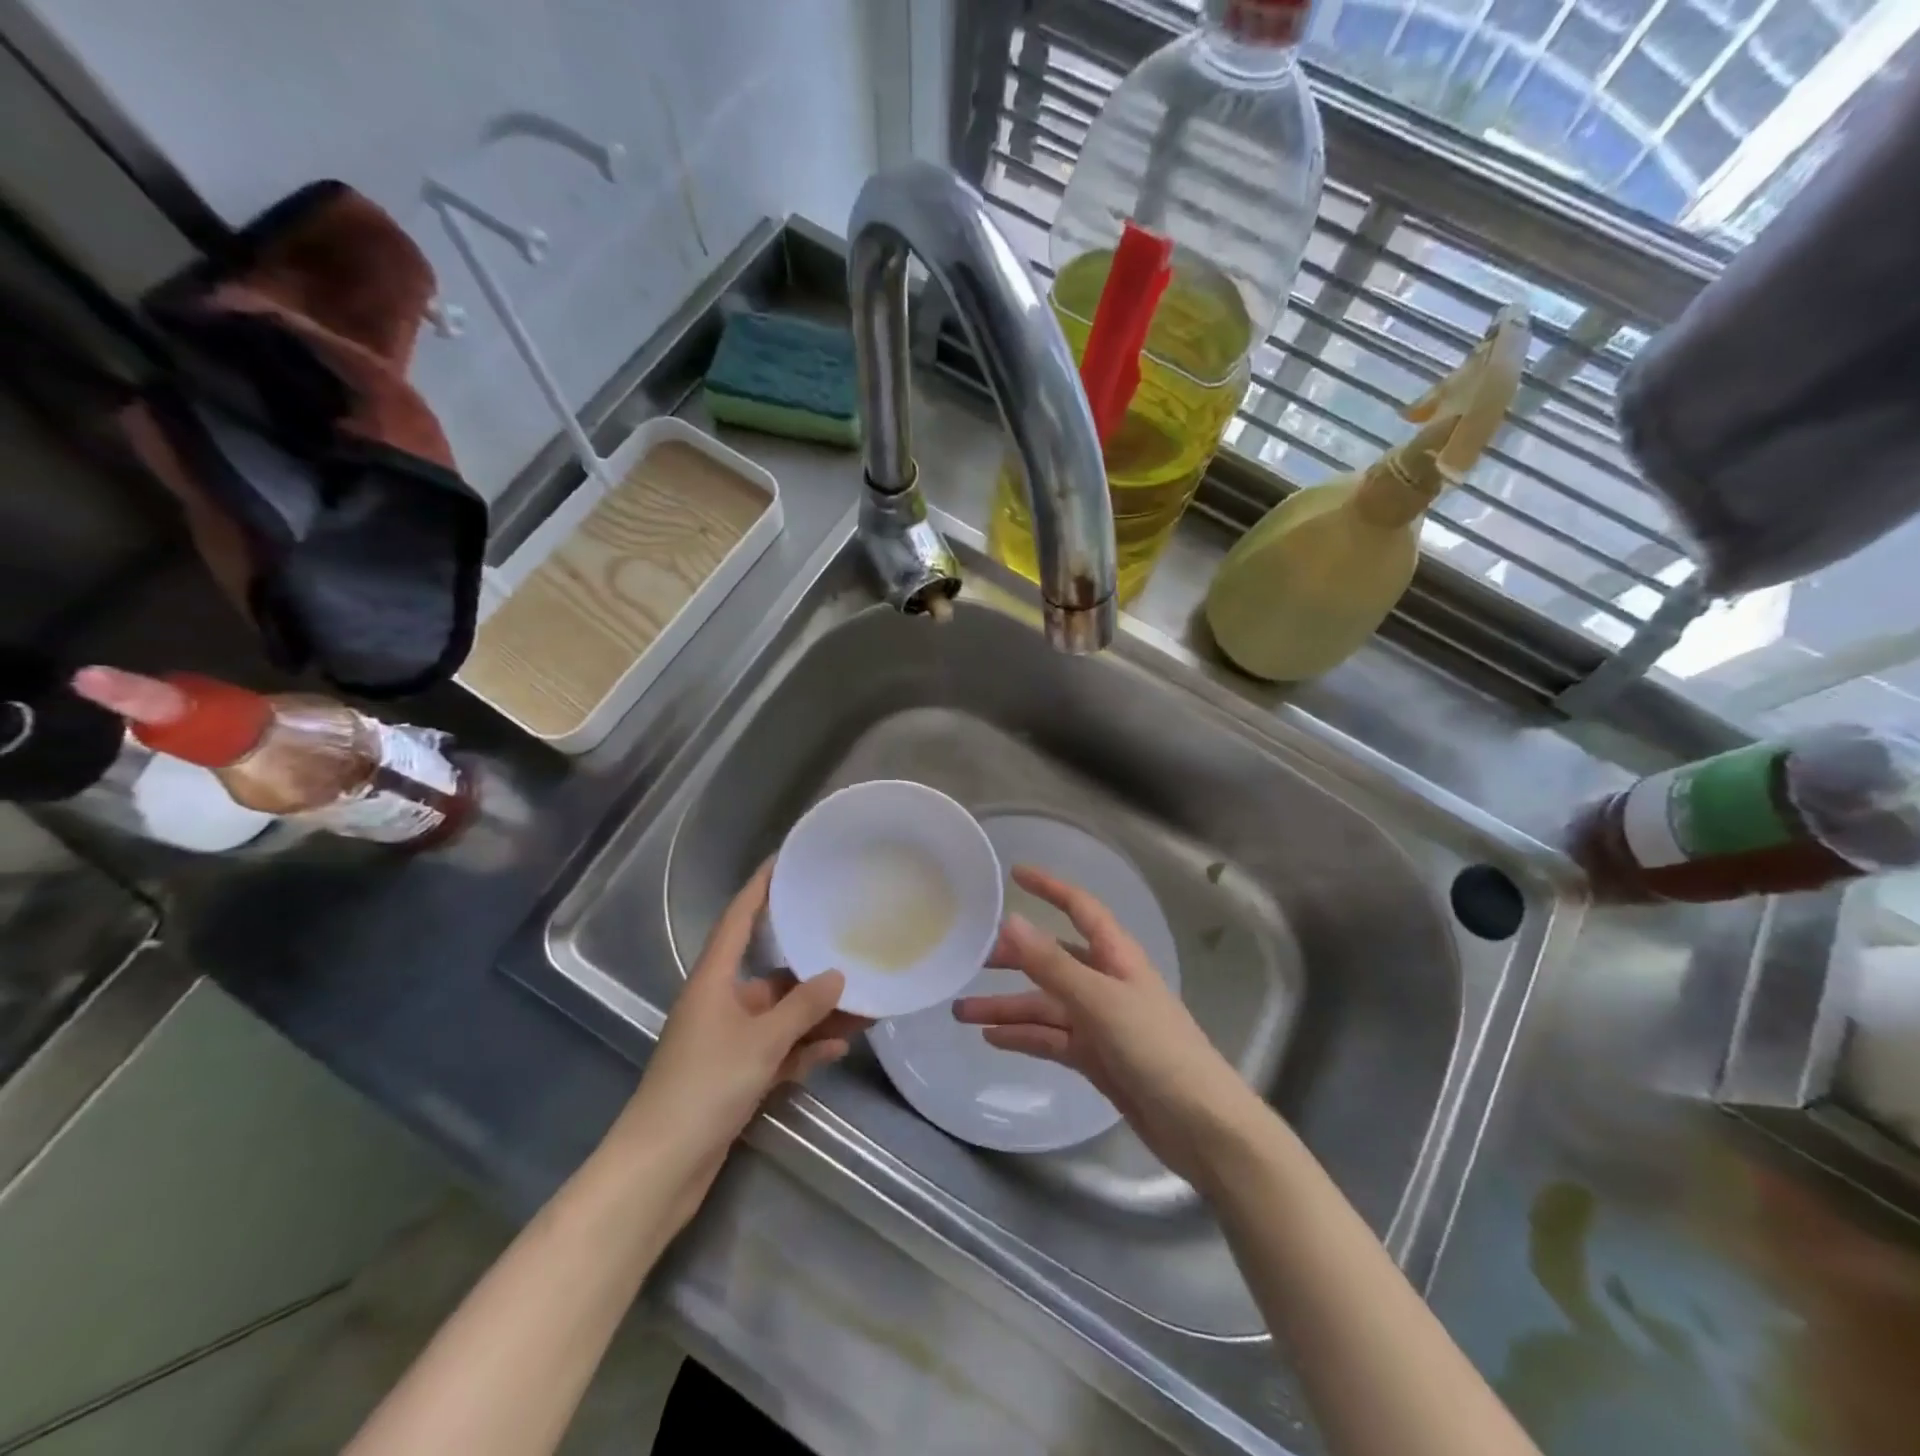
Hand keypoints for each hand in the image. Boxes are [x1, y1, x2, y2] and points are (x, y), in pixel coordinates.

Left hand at [611, 863, 866, 1214]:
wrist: (660, 1168)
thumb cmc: (705, 1087)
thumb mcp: (761, 1041)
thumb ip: (803, 1008)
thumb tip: (838, 977)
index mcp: (713, 980)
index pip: (738, 919)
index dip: (760, 888)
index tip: (784, 860)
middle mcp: (720, 1003)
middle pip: (772, 973)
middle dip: (813, 969)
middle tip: (854, 949)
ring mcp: (727, 1041)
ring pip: (781, 1016)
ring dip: (818, 1015)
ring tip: (865, 1007)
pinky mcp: (735, 1076)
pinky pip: (778, 1050)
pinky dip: (804, 1049)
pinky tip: (839, 1049)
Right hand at [953, 866, 1265, 1185]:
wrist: (1200, 1126)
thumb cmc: (1156, 1049)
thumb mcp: (1099, 1001)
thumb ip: (1052, 964)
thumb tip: (1010, 921)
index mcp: (1116, 956)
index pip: (1079, 908)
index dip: (1049, 887)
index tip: (1014, 874)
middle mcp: (1106, 982)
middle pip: (1052, 959)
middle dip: (1012, 958)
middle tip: (967, 961)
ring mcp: (1100, 1021)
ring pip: (1045, 1004)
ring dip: (1006, 1006)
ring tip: (961, 1012)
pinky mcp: (1096, 1057)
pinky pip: (1051, 1038)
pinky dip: (1023, 1036)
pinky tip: (992, 1038)